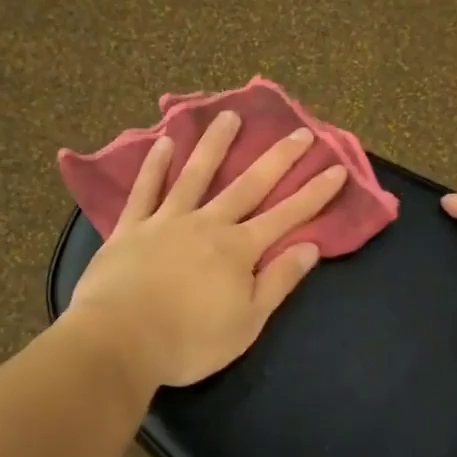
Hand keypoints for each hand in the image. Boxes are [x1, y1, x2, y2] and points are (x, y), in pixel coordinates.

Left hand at [66, 111, 347, 389]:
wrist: (121, 339)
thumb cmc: (190, 341)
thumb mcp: (247, 322)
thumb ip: (278, 282)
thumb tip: (310, 247)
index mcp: (238, 250)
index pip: (285, 216)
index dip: (313, 194)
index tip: (336, 168)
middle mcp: (207, 224)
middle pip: (247, 186)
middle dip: (277, 159)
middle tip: (299, 131)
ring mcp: (166, 221)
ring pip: (195, 175)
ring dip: (215, 145)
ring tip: (229, 116)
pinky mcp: (131, 228)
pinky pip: (145, 191)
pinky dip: (154, 166)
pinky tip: (164, 143)